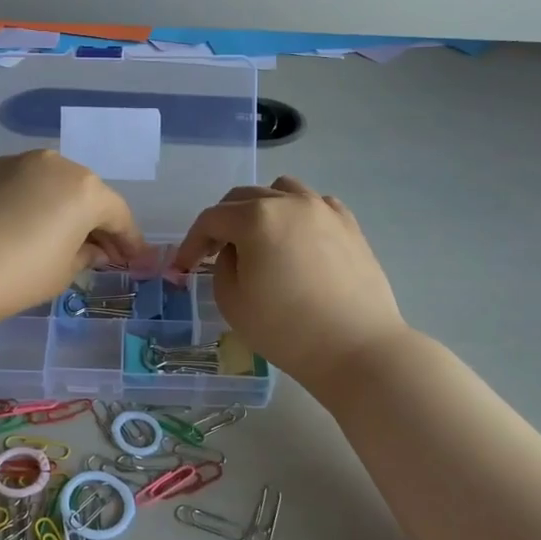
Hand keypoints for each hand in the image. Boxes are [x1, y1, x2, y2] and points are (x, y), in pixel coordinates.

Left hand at [0, 151, 147, 329]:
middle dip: (96, 221)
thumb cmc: (19, 274)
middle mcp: (55, 164)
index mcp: (84, 188)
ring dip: (63, 207)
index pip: (117, 214)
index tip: (135, 260)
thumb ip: (87, 253)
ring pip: (53, 183)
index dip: (129, 240)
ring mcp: (17, 162)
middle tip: (102, 251)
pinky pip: (23, 184)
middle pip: (86, 192)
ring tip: (62, 236)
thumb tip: (93, 249)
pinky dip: (33, 201)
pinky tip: (26, 225)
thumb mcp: (64, 271)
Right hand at [168, 176, 409, 389]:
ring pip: (281, 190)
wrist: (357, 349)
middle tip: (213, 251)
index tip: (183, 267)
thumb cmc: (286, 329)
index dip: (191, 242)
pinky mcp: (349, 225)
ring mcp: (324, 209)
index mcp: (256, 218)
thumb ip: (222, 264)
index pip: (211, 219)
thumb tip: (235, 250)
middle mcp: (289, 201)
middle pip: (243, 198)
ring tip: (259, 237)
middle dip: (223, 222)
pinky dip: (297, 214)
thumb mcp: (232, 301)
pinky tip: (297, 239)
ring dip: (261, 208)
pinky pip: (314, 204)